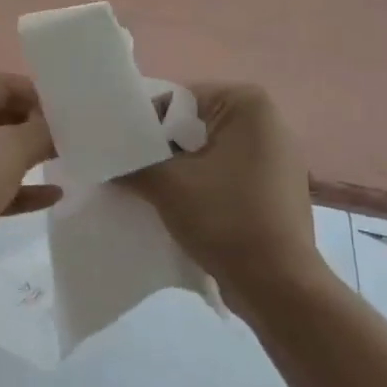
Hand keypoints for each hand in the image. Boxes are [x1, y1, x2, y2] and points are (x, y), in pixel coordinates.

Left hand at [0, 74, 59, 302]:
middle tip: (76, 131)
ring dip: (29, 156)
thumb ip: (40, 131)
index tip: (73, 104)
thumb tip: (61, 124)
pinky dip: (21, 189)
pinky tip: (55, 194)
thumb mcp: (7, 149)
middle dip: (34, 125)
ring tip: (71, 156)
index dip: (35, 92)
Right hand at [125, 83, 323, 304]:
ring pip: (207, 153)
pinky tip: (180, 208)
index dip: (144, 126)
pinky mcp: (274, 188)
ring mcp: (276, 157)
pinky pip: (225, 175)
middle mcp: (268, 122)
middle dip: (160, 149)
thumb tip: (108, 159)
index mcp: (247, 105)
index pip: (177, 101)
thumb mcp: (166, 185)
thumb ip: (131, 163)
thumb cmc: (225, 219)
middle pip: (192, 127)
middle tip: (129, 172)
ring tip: (149, 191)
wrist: (277, 285)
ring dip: (178, 170)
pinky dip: (200, 186)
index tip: (121, 152)